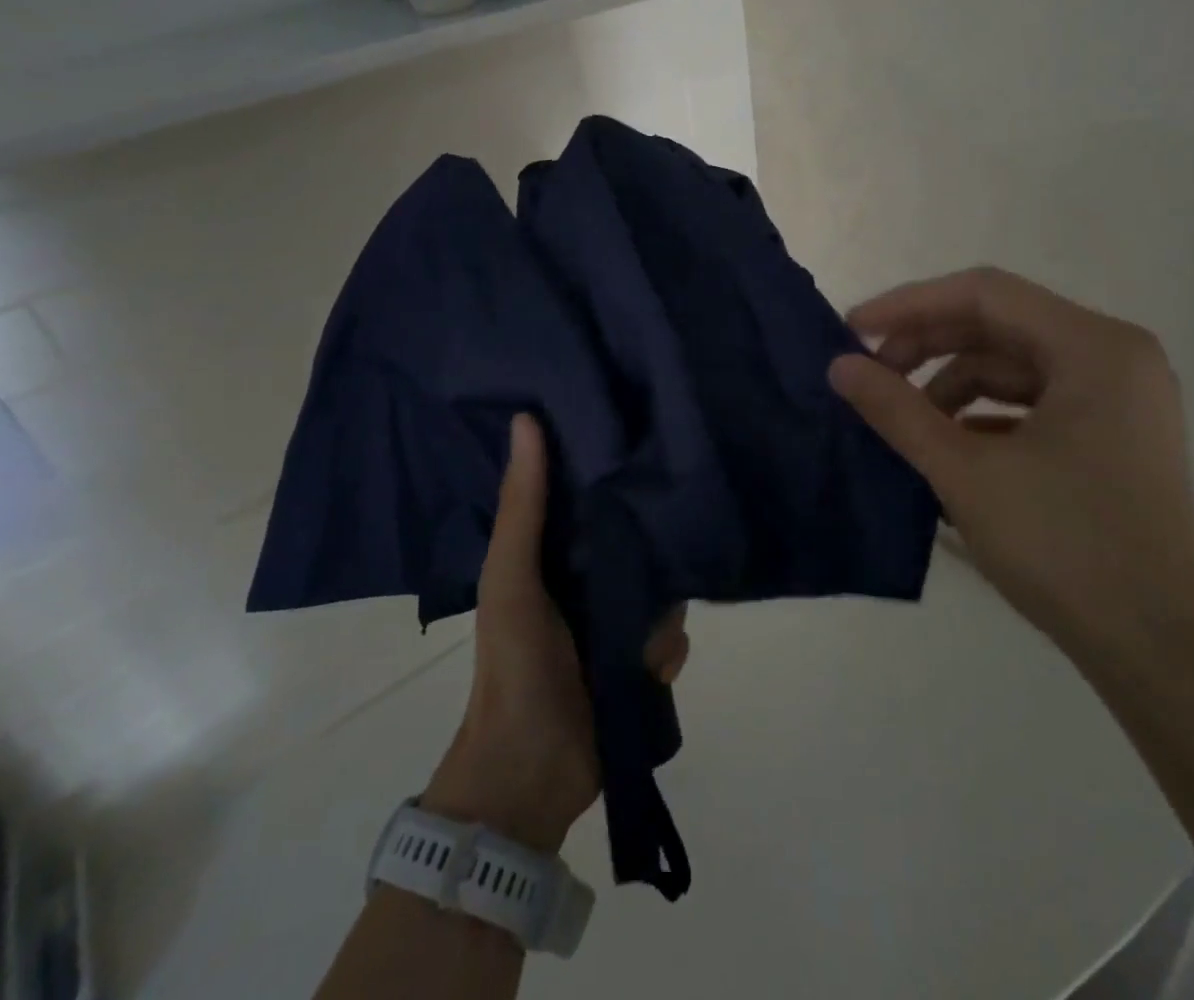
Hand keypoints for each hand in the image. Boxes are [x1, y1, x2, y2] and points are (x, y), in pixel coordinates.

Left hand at [422, 414, 689, 852]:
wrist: (528, 775)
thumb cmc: (514, 663)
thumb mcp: (510, 577)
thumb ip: (524, 505)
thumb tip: (527, 418)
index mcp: (552, 551)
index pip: (588, 491)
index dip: (609, 460)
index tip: (642, 426)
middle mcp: (588, 578)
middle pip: (636, 537)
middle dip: (655, 533)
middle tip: (683, 512)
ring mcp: (617, 622)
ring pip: (663, 587)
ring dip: (663, 603)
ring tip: (653, 616)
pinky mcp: (641, 660)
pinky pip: (673, 636)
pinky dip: (666, 648)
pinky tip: (651, 662)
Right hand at [828, 268, 1193, 666]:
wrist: (1156, 652)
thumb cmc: (1064, 547)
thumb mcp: (965, 472)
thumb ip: (897, 410)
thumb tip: (838, 367)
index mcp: (1094, 347)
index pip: (985, 294)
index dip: (910, 305)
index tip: (852, 329)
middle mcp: (1115, 357)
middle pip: (1000, 325)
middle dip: (928, 345)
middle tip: (870, 374)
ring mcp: (1120, 398)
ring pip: (1014, 365)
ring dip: (951, 384)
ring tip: (906, 421)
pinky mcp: (1113, 435)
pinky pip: (1034, 401)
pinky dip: (984, 415)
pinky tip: (948, 446)